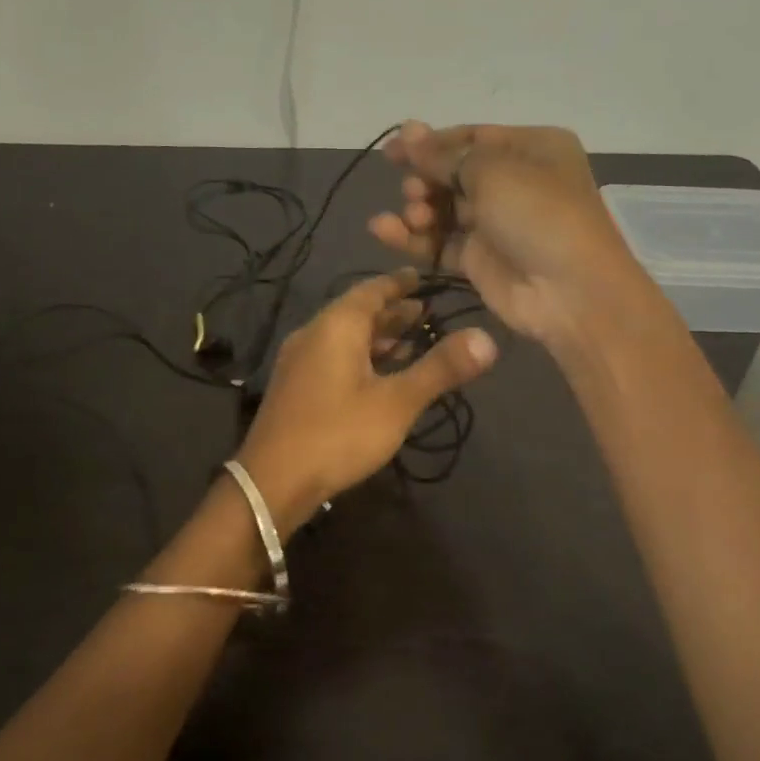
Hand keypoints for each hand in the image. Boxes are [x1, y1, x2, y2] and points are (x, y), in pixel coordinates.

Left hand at [236, 269, 497, 527]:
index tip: (421, 278)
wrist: (272, 481)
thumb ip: (440, 368)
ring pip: (344, 338)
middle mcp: (313, 334)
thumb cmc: (338, 433)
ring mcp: (299, 361)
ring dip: (377, 338)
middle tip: (426, 313)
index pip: (371, 290)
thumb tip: (487, 338)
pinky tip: (377, 377)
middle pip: (357, 312)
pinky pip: (333, 357)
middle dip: (392, 312)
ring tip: (410, 343)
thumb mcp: (398, 402)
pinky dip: (360, 357)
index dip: (399, 283)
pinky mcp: (294, 387)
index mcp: (336, 325)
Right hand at [368, 121, 657, 349]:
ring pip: (444, 209)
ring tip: (412, 215)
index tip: (392, 150)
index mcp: (531, 148)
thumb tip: (409, 129)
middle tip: (412, 190)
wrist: (569, 292)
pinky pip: (440, 242)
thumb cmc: (537, 214)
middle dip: (426, 178)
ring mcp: (496, 224)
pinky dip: (414, 237)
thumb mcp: (492, 171)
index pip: (471, 137)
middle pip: (454, 173)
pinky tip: (384, 231)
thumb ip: (444, 155)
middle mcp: (515, 182)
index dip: (430, 142)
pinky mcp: (479, 260)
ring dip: (419, 209)